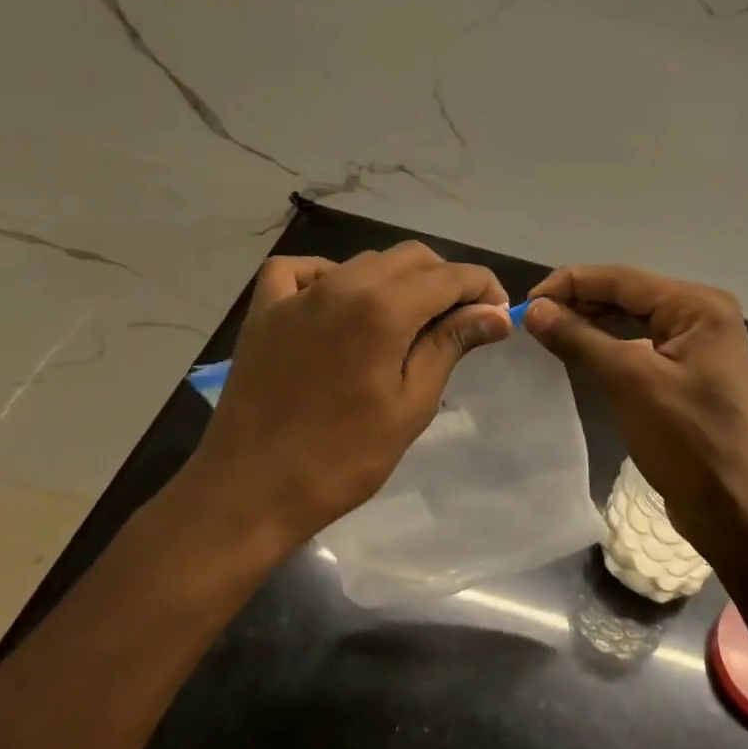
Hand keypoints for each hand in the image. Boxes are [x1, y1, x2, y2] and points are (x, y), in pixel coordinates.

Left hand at [183, 243, 511, 556]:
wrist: (250, 490)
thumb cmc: (343, 457)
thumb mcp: (411, 404)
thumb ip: (451, 345)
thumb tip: (495, 314)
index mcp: (384, 308)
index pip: (451, 276)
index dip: (483, 287)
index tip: (497, 313)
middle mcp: (343, 284)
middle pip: (411, 258)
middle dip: (444, 280)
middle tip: (459, 320)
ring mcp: (298, 293)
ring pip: (363, 261)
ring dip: (396, 280)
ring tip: (405, 320)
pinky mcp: (265, 309)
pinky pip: (301, 270)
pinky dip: (327, 275)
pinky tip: (335, 300)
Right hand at [523, 265, 747, 557]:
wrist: (733, 509)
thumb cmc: (686, 439)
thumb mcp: (629, 381)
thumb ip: (580, 338)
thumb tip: (534, 310)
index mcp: (698, 306)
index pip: (623, 279)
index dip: (571, 284)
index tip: (527, 302)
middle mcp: (701, 314)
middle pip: (628, 294)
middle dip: (580, 302)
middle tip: (532, 319)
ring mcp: (697, 343)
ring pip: (632, 318)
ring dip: (591, 322)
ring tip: (548, 331)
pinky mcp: (688, 370)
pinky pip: (640, 343)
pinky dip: (608, 344)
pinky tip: (579, 350)